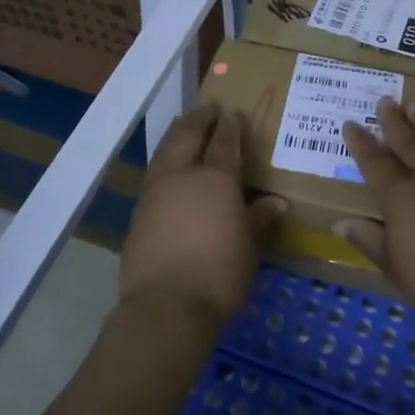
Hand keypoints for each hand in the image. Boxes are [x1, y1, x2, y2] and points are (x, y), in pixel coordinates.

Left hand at [120, 102, 286, 330]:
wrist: (166, 306)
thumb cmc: (219, 274)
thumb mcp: (250, 247)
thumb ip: (259, 218)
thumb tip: (276, 203)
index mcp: (215, 178)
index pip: (224, 141)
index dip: (229, 125)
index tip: (232, 112)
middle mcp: (181, 175)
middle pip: (187, 135)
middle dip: (198, 118)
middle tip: (208, 108)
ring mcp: (155, 192)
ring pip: (165, 151)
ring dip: (178, 135)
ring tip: (187, 128)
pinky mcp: (138, 213)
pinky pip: (155, 174)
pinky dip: (166, 161)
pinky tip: (171, 169)